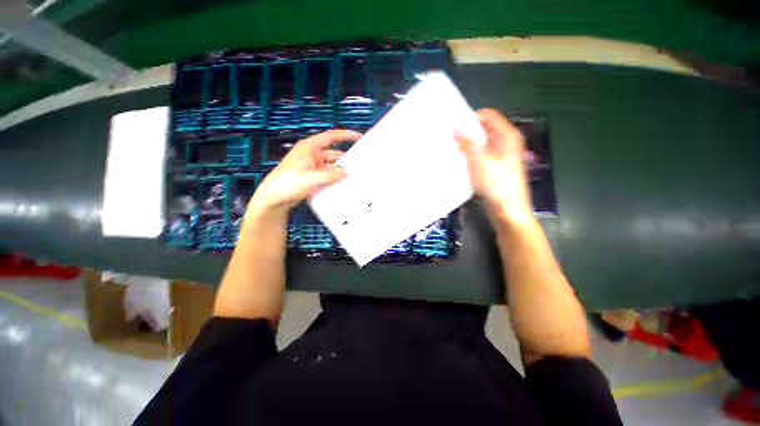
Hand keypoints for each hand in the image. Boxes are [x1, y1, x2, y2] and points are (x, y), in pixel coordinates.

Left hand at [248, 129, 361, 213]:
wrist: (273, 199)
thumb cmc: (289, 183)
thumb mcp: (311, 179)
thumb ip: (331, 175)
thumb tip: (347, 171)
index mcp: (310, 148)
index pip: (331, 137)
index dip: (346, 135)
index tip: (360, 138)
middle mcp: (312, 154)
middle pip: (333, 153)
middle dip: (346, 158)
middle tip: (361, 164)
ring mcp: (312, 166)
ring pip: (331, 165)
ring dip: (340, 170)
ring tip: (355, 176)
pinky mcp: (312, 177)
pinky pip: (327, 174)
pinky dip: (334, 178)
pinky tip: (343, 184)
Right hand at [456, 109, 532, 223]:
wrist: (508, 210)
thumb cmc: (496, 185)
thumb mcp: (479, 162)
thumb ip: (467, 143)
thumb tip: (456, 129)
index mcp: (507, 136)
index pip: (488, 115)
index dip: (471, 118)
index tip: (454, 126)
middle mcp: (506, 142)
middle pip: (485, 128)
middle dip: (468, 132)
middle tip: (450, 138)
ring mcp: (502, 155)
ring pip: (483, 142)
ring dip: (468, 144)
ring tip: (452, 148)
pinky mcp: (497, 166)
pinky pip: (482, 154)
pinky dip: (472, 154)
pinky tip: (461, 160)